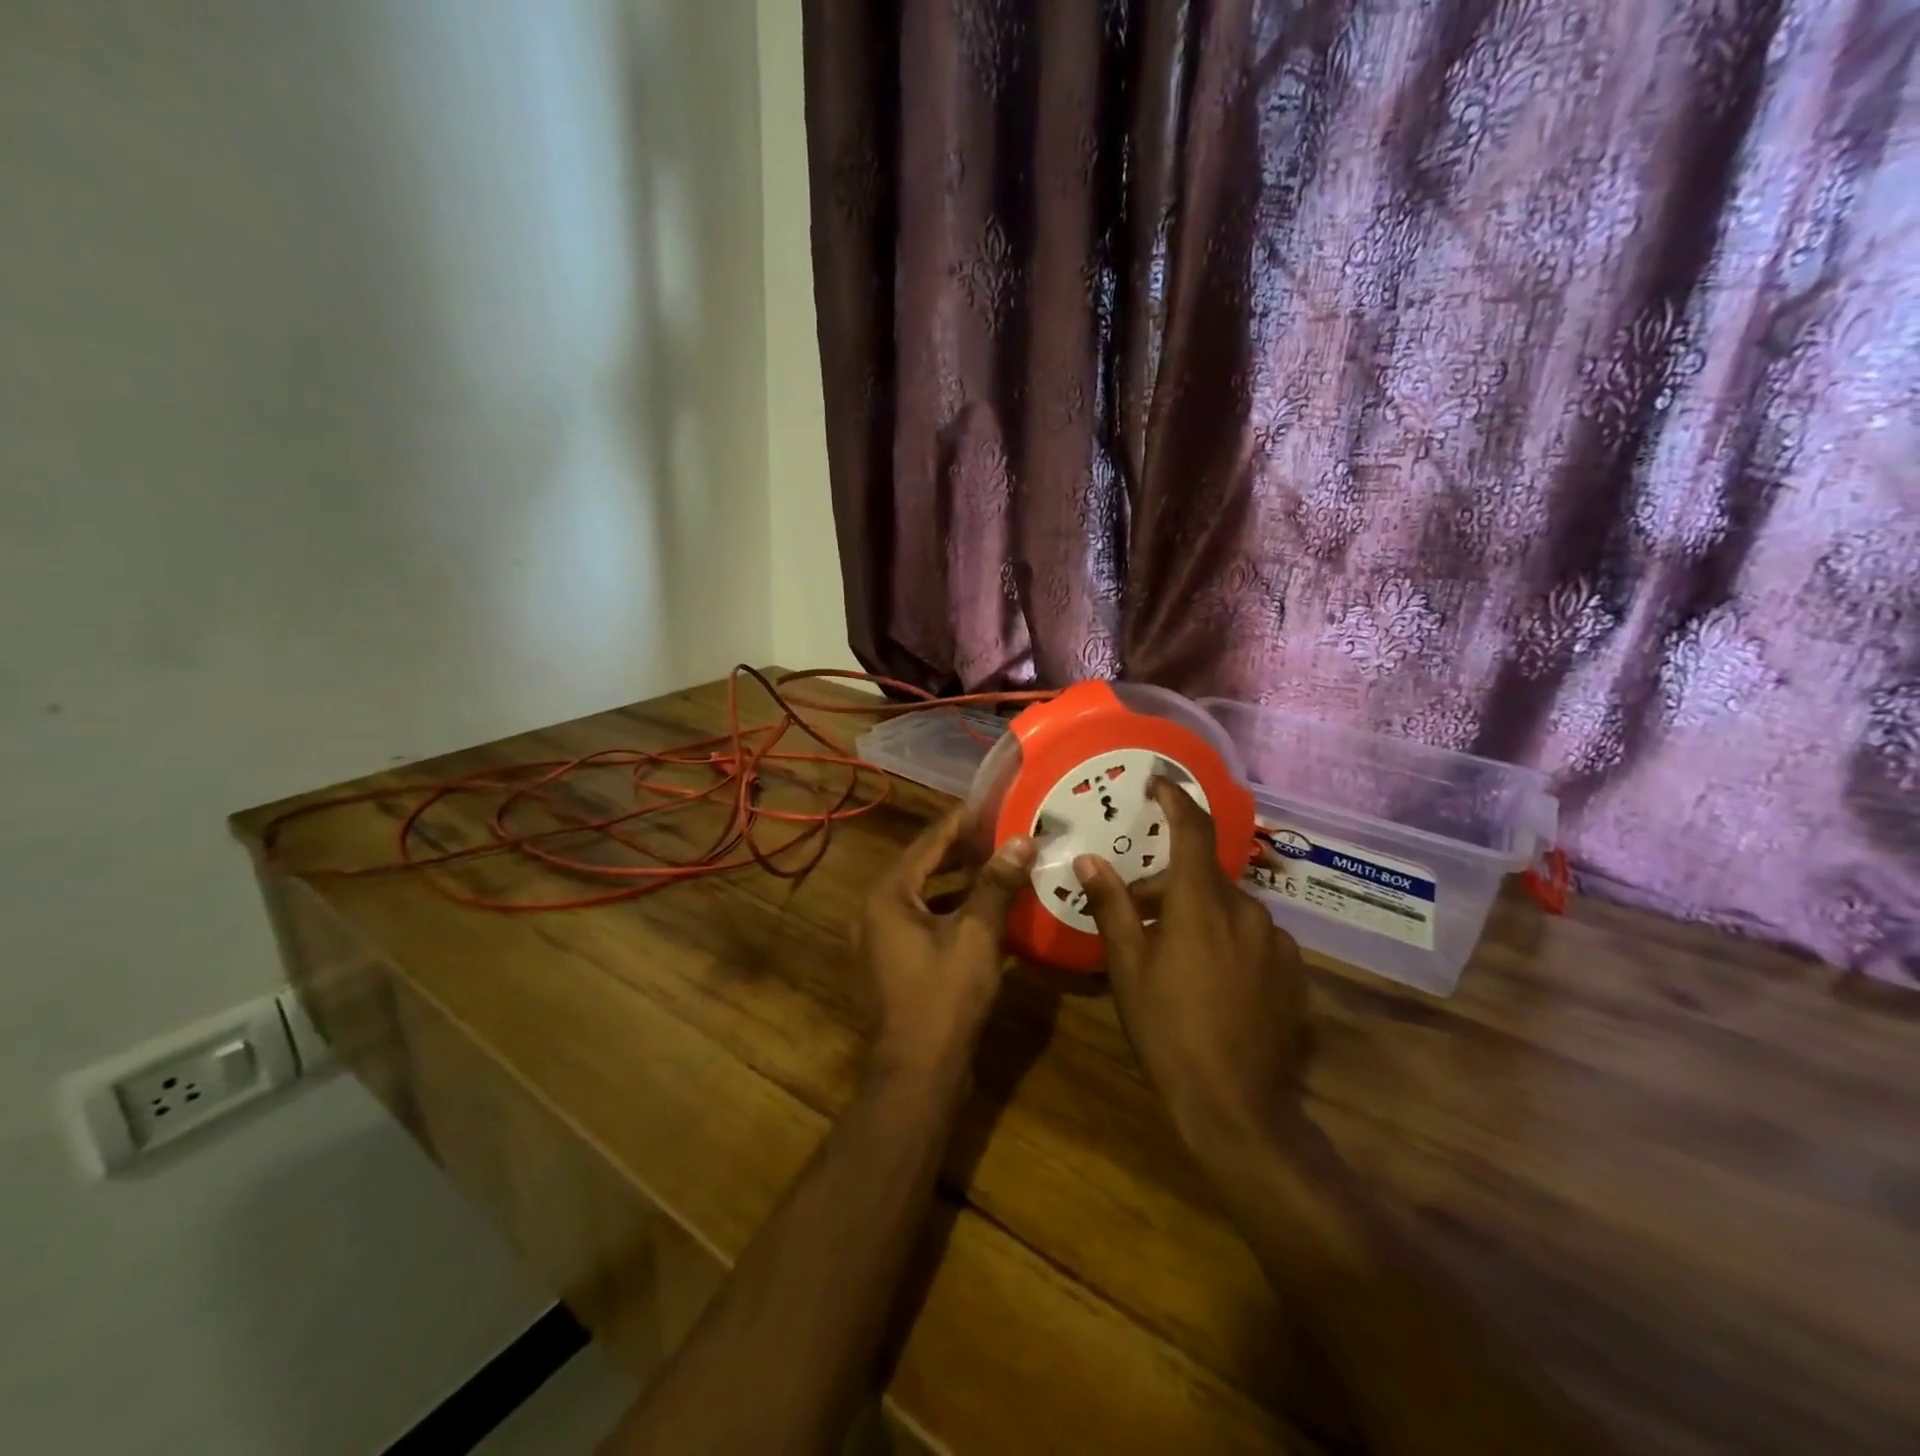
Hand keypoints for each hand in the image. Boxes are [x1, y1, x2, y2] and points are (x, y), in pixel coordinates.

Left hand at [857, 807, 1034, 1078]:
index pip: (929, 842)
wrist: (918, 1072)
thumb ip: (996, 884)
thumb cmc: (944, 997)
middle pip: (923, 865)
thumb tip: (1021, 841)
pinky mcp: (894, 961)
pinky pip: (924, 919)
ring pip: (924, 894)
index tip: (993, 801)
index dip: (962, 820)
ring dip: (958, 879)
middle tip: (1002, 830)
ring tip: (998, 861)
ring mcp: (881, 938)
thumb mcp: (976, 935)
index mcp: (888, 894)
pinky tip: (985, 907)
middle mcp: (877, 909)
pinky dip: (951, 908)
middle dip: (962, 849)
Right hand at [1075, 780, 1307, 1151]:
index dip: (1176, 799)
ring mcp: (1276, 941)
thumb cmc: (1168, 1030)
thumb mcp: (1128, 967)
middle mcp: (1246, 910)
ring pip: (1229, 907)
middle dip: (1170, 883)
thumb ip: (1111, 907)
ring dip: (1199, 913)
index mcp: (1202, 903)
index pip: (1193, 830)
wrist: (1237, 1105)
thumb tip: (1089, 861)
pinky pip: (1254, 935)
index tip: (1158, 783)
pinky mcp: (1293, 970)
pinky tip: (1212, 978)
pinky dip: (1228, 938)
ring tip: (1173, 951)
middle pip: (1204, 876)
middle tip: (1138, 911)